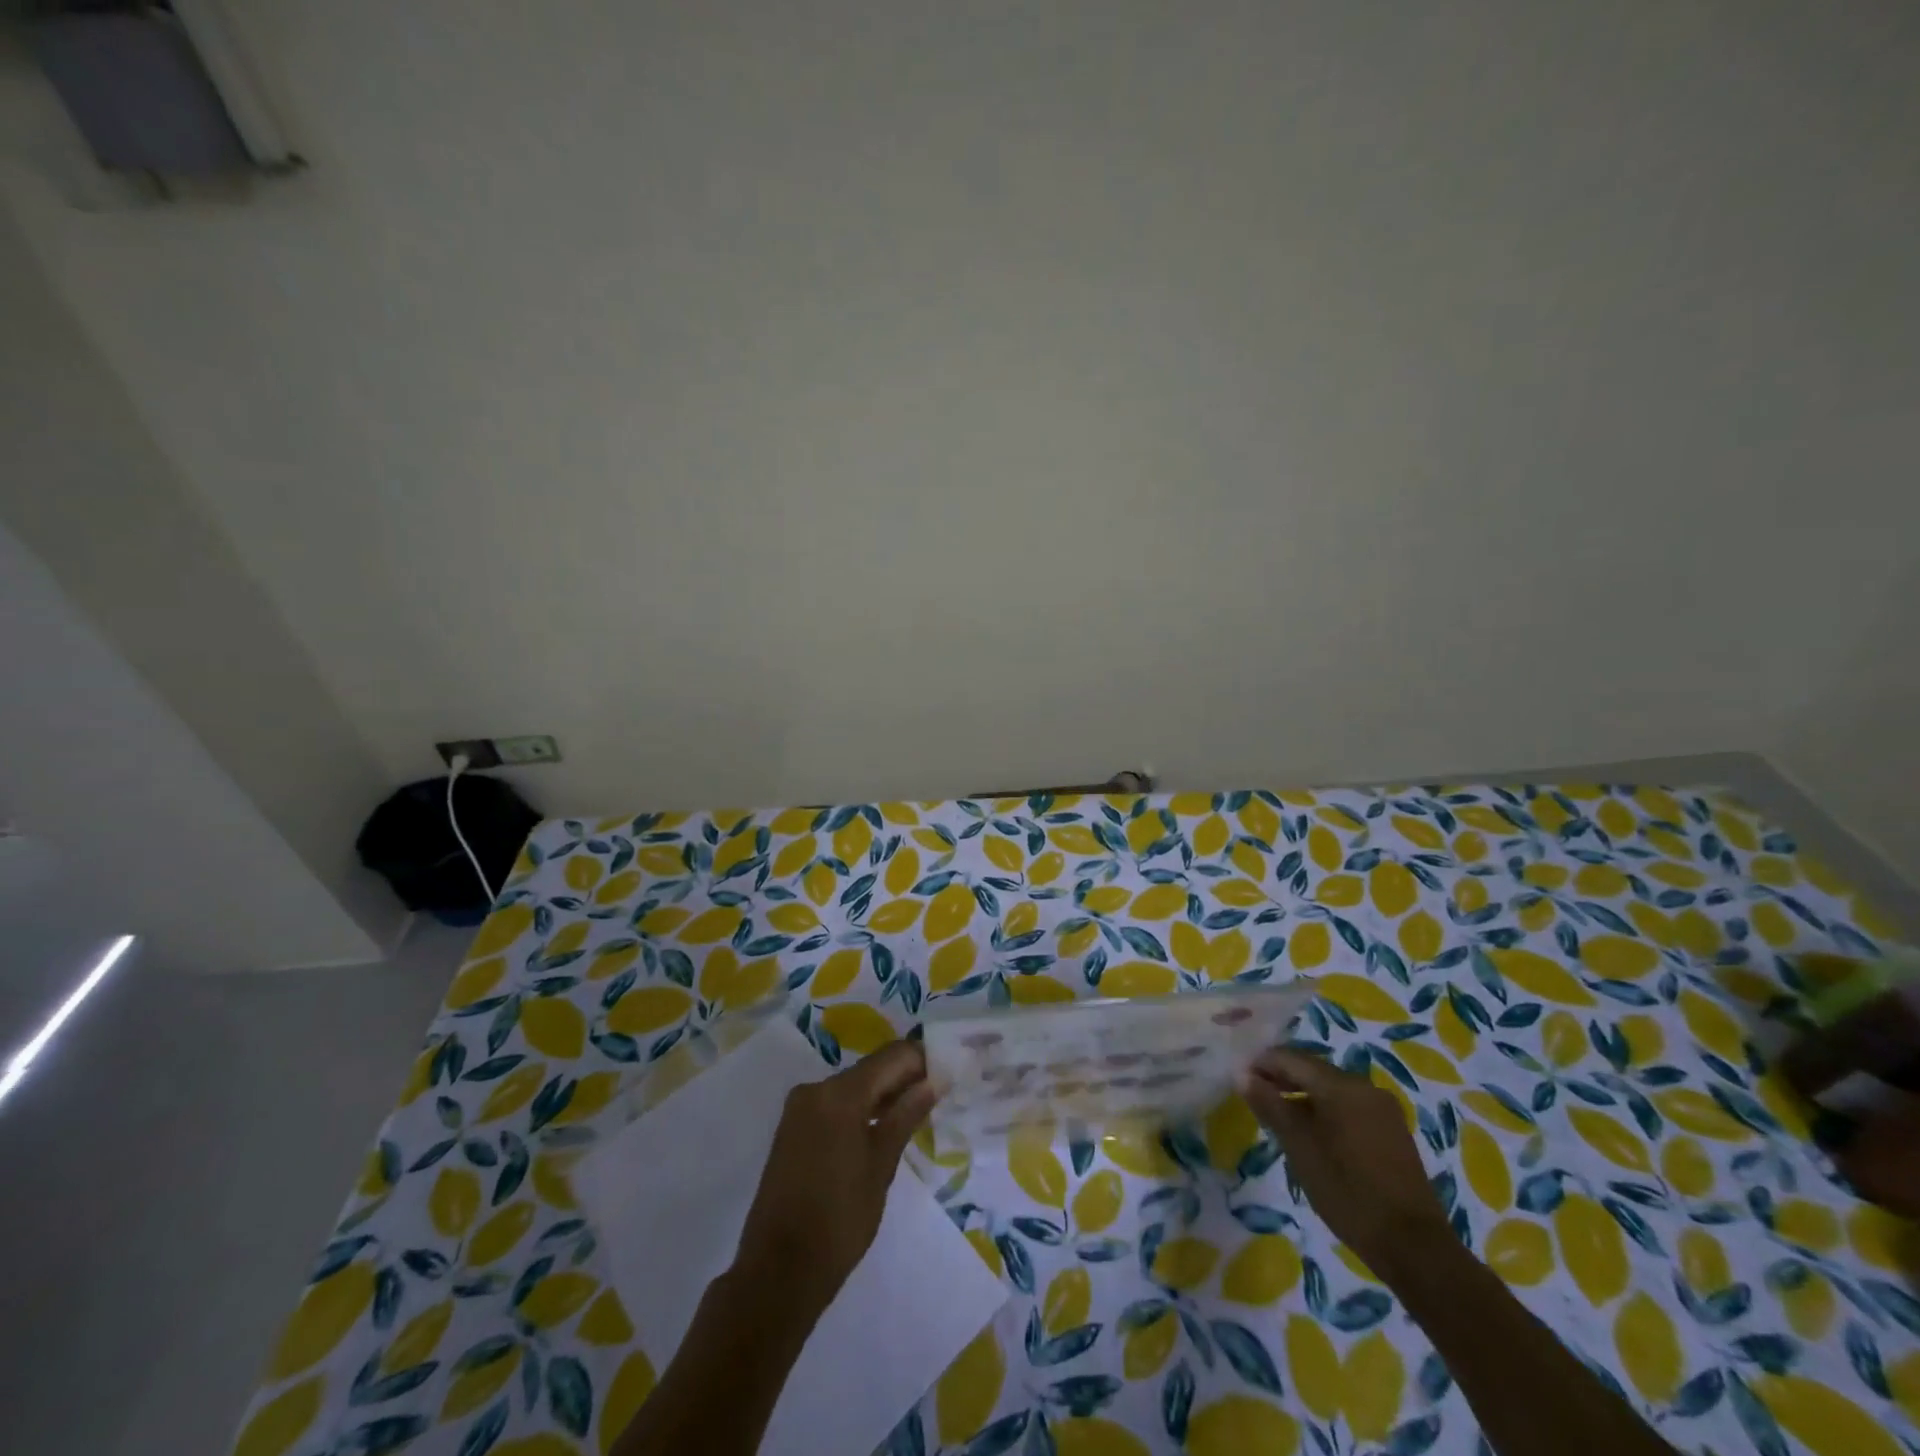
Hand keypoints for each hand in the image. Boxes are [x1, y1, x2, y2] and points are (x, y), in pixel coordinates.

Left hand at [733, 1038, 936, 1315]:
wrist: (779, 1272)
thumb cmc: (840, 1220)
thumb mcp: (881, 1166)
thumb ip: (907, 1115)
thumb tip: (934, 1080)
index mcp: (840, 1094)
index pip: (892, 1056)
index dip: (923, 1060)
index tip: (949, 1073)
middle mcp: (816, 1088)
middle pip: (872, 1068)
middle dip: (905, 1078)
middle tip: (940, 1094)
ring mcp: (801, 1108)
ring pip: (854, 1086)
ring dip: (884, 1095)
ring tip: (918, 1113)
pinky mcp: (794, 1127)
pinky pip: (836, 1104)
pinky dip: (861, 1110)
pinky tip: (883, 1128)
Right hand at [1241, 1049, 1450, 1278]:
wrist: (1414, 1245)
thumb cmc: (1347, 1192)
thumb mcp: (1299, 1148)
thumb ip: (1271, 1106)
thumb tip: (1243, 1075)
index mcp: (1340, 1086)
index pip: (1291, 1058)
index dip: (1262, 1064)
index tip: (1239, 1077)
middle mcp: (1364, 1086)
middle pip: (1312, 1069)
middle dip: (1282, 1077)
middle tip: (1254, 1095)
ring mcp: (1382, 1108)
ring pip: (1331, 1087)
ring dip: (1303, 1093)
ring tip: (1279, 1114)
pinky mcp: (1392, 1129)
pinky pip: (1349, 1104)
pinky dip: (1325, 1108)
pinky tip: (1312, 1131)